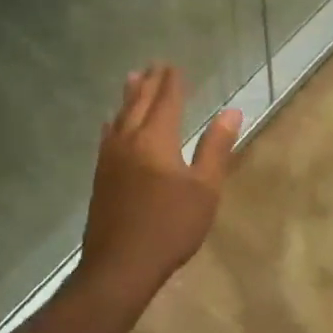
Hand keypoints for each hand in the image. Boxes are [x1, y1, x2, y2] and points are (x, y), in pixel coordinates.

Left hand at [80, 64, 240, 306]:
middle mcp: (129, 140)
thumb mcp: (204, 189)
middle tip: (154, 65)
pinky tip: (111, 125)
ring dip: (129, 96)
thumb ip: (216, 147)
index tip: (174, 66)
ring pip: (120, 117)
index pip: (166, 101)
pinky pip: (108, 136)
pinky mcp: (101, 177)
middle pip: (139, 103)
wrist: (119, 266)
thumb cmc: (169, 226)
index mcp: (156, 139)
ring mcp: (110, 159)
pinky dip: (114, 121)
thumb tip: (231, 111)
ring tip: (132, 79)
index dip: (172, 83)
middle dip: (149, 83)